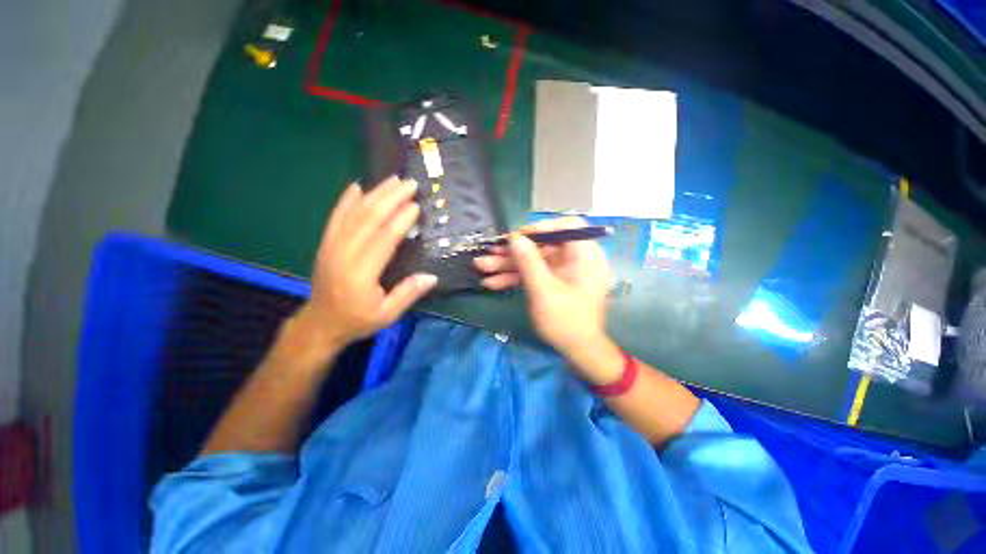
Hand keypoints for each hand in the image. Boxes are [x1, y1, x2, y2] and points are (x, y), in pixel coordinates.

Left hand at [290, 176, 436, 359]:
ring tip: (392, 180)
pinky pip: (336, 217)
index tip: (416, 205)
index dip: (400, 220)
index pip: (384, 239)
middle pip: (369, 218)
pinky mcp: (326, 243)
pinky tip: (358, 187)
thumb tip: (431, 277)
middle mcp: (344, 254)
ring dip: (374, 194)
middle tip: (409, 184)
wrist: (320, 323)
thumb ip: (408, 294)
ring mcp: (331, 246)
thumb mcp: (387, 315)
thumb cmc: (357, 320)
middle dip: (390, 198)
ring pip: (354, 213)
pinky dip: (346, 200)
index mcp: (361, 273)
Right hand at [474, 217, 611, 360]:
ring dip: (508, 265)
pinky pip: (534, 274)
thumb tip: (514, 237)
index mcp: (584, 255)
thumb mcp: (543, 290)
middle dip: (513, 252)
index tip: (518, 237)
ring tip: (481, 267)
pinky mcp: (553, 283)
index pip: (567, 226)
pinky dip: (515, 278)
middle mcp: (575, 259)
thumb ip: (528, 262)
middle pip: (542, 246)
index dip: (541, 227)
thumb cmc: (566, 321)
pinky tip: (492, 282)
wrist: (579, 352)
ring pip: (534, 261)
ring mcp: (562, 272)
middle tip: (488, 253)